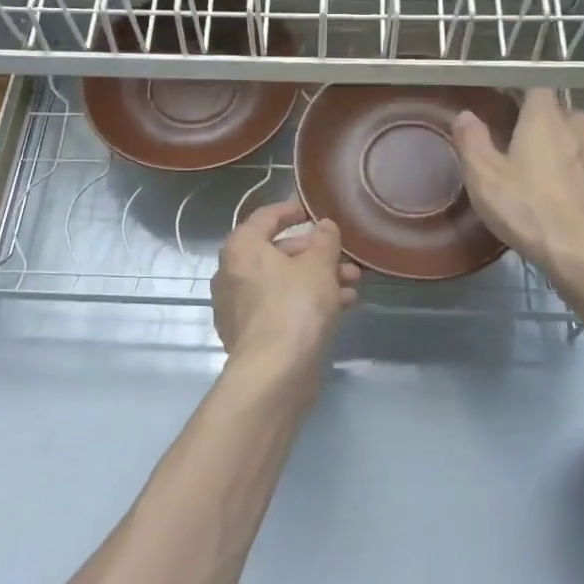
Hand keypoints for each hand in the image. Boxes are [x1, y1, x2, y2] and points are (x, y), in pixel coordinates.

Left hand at [212, 199, 360, 369]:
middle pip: (276, 252)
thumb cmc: (295, 307)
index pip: (265, 217)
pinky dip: (305, 302)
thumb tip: (324, 225)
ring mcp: (238, 306)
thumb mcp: (318, 266)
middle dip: (315, 254)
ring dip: (317, 279)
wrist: (274, 373)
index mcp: (241, 248)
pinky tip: (339, 308)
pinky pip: (280, 306)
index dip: (290, 210)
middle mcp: (232, 273)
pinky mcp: (250, 334)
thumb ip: (324, 240)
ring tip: (352, 285)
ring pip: (282, 282)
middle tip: (345, 259)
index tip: (312, 211)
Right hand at [451, 89, 583, 296]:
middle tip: (510, 139)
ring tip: (529, 165)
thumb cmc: (527, 207)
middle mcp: (574, 127)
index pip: (535, 86)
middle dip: (536, 120)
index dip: (517, 94)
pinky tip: (548, 191)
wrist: (582, 251)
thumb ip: (471, 140)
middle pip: (556, 110)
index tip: (499, 109)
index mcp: (544, 117)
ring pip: (571, 137)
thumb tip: (465, 115)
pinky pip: (579, 163)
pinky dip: (565, 169)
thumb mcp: (484, 175)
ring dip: (553, 145)